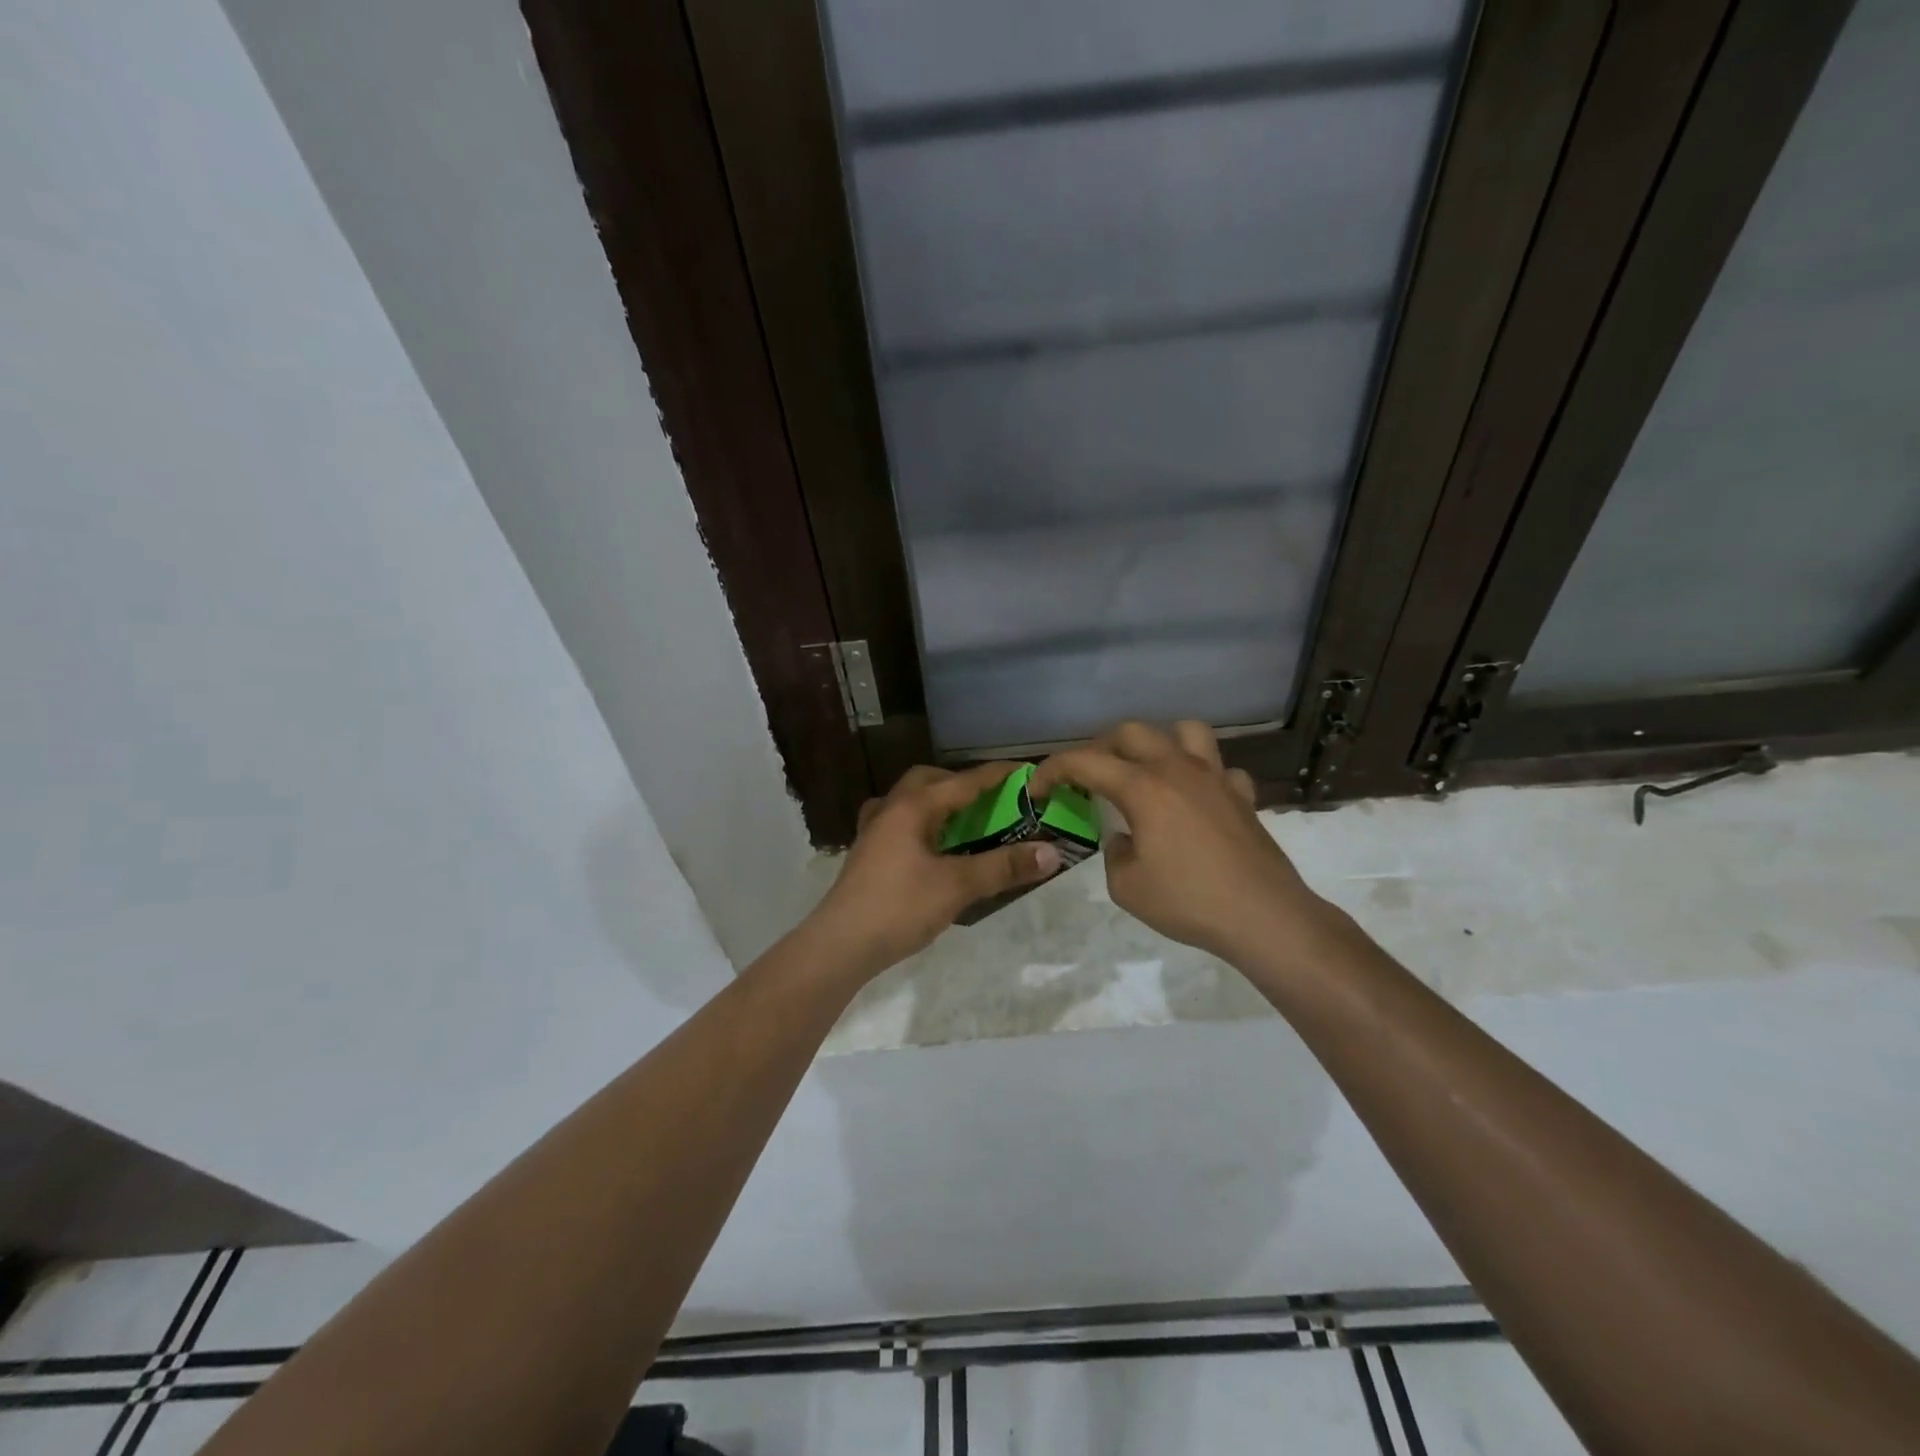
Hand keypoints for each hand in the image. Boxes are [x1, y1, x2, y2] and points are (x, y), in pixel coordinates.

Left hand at [808, 763, 1063, 977]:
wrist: (840, 944)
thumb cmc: (899, 907)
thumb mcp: (958, 886)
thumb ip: (1003, 867)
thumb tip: (1052, 852)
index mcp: (913, 806)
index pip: (964, 781)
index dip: (997, 776)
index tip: (1027, 772)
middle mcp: (890, 809)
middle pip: (928, 781)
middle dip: (960, 784)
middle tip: (989, 801)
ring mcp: (873, 831)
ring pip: (909, 801)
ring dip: (937, 804)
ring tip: (964, 823)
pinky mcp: (867, 853)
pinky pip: (898, 823)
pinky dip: (921, 825)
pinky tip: (931, 849)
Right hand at [1031, 721, 1330, 962]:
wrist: (1263, 916)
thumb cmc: (1188, 901)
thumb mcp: (1126, 887)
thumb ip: (1115, 853)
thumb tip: (1126, 838)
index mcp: (1143, 787)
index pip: (1085, 762)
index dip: (1053, 769)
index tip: (1038, 788)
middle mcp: (1177, 769)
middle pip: (1131, 732)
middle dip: (1100, 747)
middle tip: (1088, 775)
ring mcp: (1215, 778)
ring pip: (1184, 731)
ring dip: (1158, 742)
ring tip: (1147, 768)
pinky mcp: (1242, 795)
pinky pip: (1219, 768)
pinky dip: (1202, 775)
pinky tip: (1196, 798)